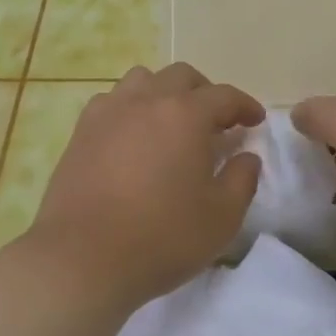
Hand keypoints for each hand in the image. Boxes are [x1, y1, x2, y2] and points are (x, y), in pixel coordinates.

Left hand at [23, 64, 263, 315]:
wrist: (83, 259)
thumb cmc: (162, 238)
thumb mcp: (221, 217)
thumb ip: (242, 180)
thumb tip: (246, 156)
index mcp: (185, 115)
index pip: (223, 95)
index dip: (244, 105)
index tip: (255, 120)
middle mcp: (145, 101)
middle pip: (180, 76)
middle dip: (204, 92)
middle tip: (216, 122)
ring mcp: (108, 113)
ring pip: (141, 81)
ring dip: (164, 93)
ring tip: (171, 123)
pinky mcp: (80, 132)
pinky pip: (111, 102)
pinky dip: (130, 108)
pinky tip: (133, 137)